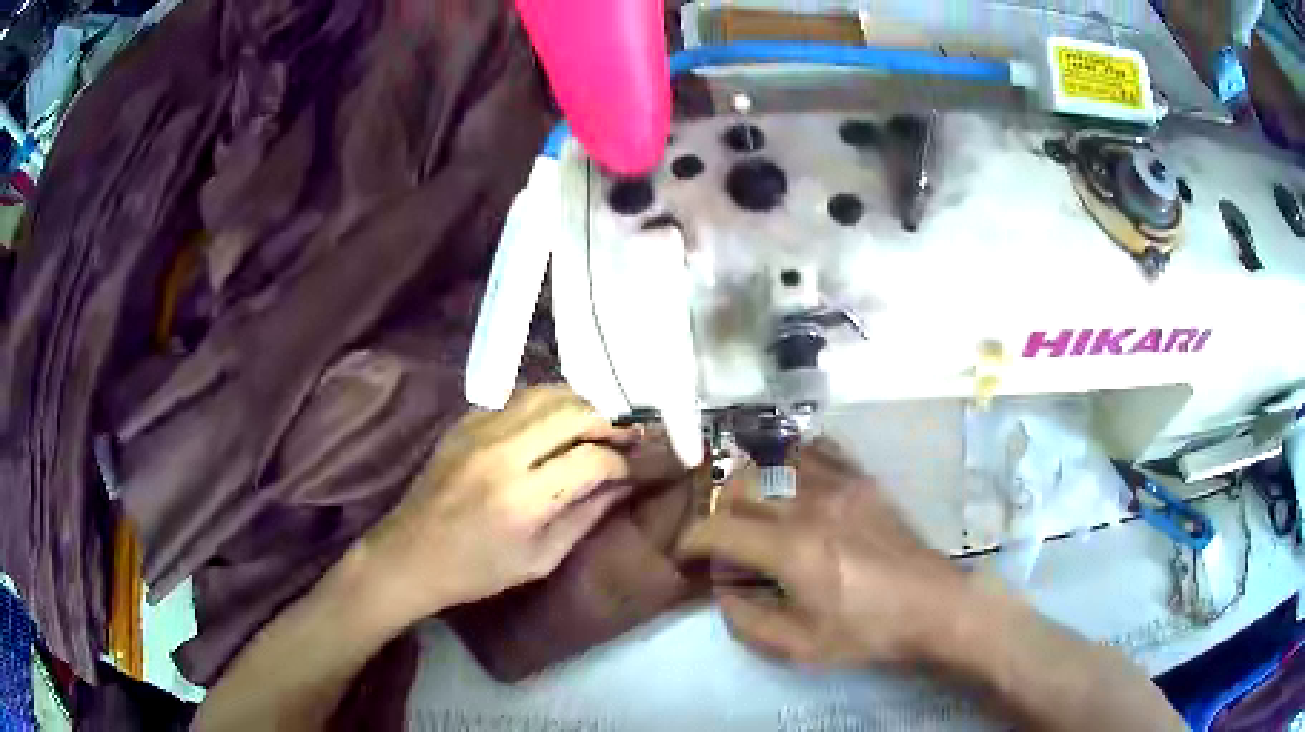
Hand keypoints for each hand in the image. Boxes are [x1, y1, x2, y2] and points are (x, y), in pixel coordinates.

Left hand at [359, 386, 653, 623]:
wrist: (410, 554)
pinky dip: (545, 405)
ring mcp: (479, 430)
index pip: (592, 460)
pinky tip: (553, 426)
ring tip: (594, 426)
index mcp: (523, 499)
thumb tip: (623, 485)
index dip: (622, 462)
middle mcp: (503, 453)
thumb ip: (586, 517)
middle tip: (622, 438)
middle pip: (573, 412)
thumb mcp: (541, 559)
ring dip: (579, 405)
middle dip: (607, 422)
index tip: (633, 469)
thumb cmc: (478, 570)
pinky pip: (517, 398)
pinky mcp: (464, 421)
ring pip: (546, 393)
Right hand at [678, 440, 971, 666]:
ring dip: (751, 482)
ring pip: (773, 460)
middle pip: (741, 486)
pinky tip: (791, 482)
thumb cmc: (866, 632)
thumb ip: (747, 621)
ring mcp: (840, 483)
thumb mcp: (799, 647)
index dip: (693, 539)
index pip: (720, 528)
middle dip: (720, 513)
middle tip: (725, 539)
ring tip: (754, 509)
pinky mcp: (862, 478)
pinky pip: (815, 449)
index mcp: (792, 549)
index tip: (689, 553)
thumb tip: (722, 590)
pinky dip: (791, 459)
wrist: (932, 606)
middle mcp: (811, 504)